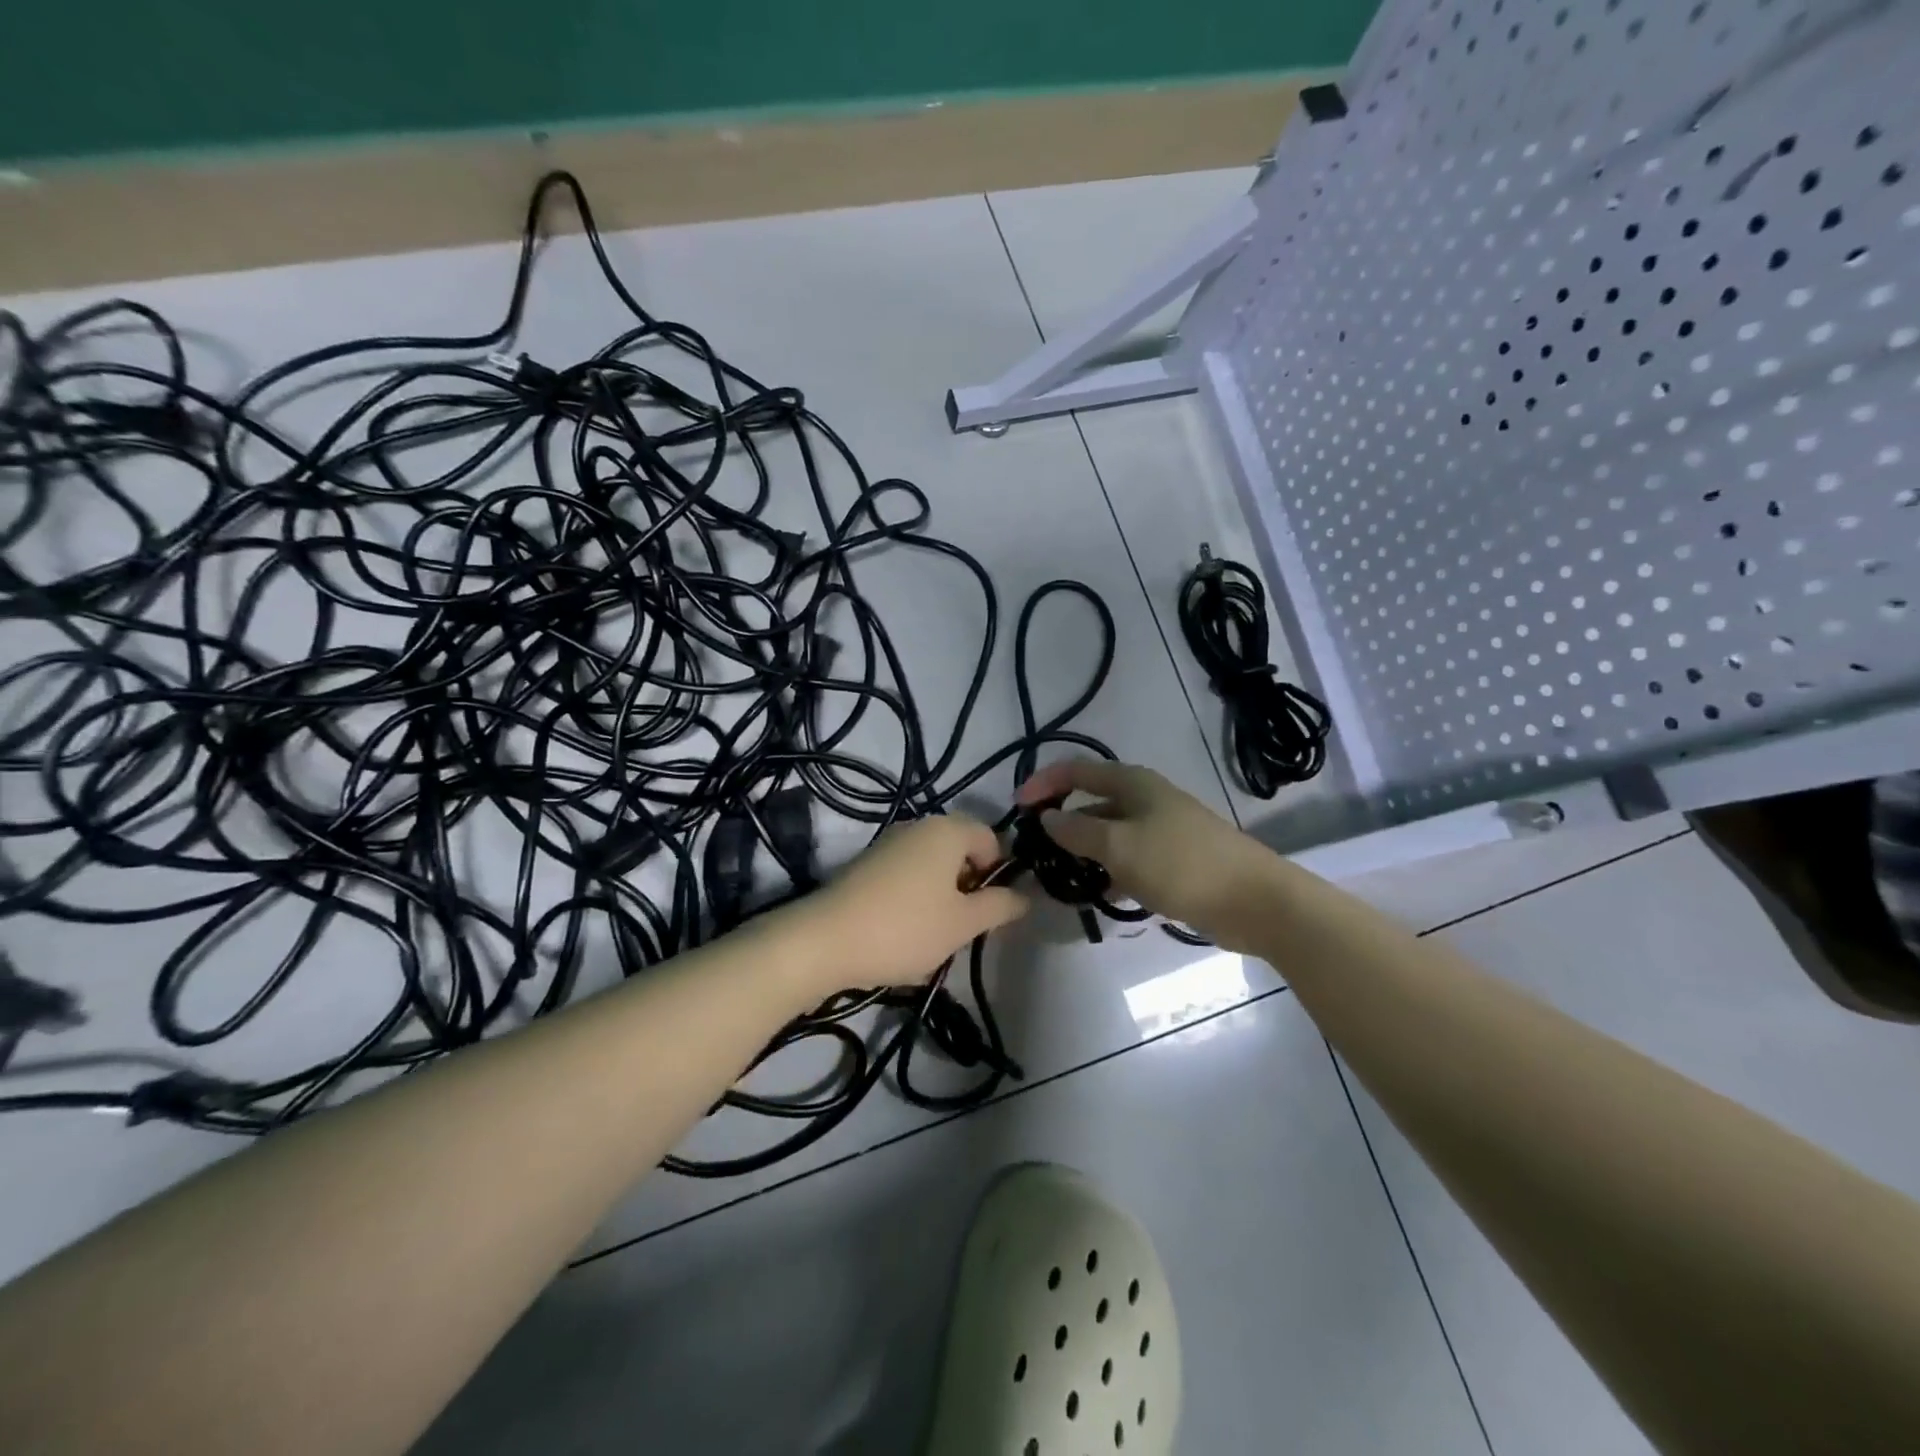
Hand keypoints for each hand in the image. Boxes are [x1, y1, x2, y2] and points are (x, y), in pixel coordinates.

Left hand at [801, 815, 1028, 992]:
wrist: (825, 940)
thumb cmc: (906, 928)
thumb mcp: (963, 924)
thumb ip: (999, 906)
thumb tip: (1024, 896)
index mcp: (947, 830)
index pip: (991, 838)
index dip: (998, 872)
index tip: (989, 909)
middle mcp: (918, 826)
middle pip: (960, 849)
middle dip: (969, 885)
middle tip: (964, 924)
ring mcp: (888, 843)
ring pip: (932, 864)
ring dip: (942, 894)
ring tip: (933, 933)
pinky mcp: (866, 864)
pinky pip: (906, 873)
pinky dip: (915, 896)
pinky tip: (904, 930)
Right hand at [1017, 759, 1280, 948]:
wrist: (1254, 900)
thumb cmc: (1181, 863)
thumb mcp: (1119, 846)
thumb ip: (1078, 831)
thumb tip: (1048, 818)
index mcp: (1133, 783)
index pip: (1077, 770)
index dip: (1044, 783)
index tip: (1017, 808)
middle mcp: (1146, 799)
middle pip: (1092, 801)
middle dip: (1062, 821)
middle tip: (1036, 850)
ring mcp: (1161, 830)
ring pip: (1110, 834)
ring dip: (1085, 851)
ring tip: (1060, 877)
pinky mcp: (1173, 860)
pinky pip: (1129, 858)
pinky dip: (1110, 871)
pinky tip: (1098, 894)